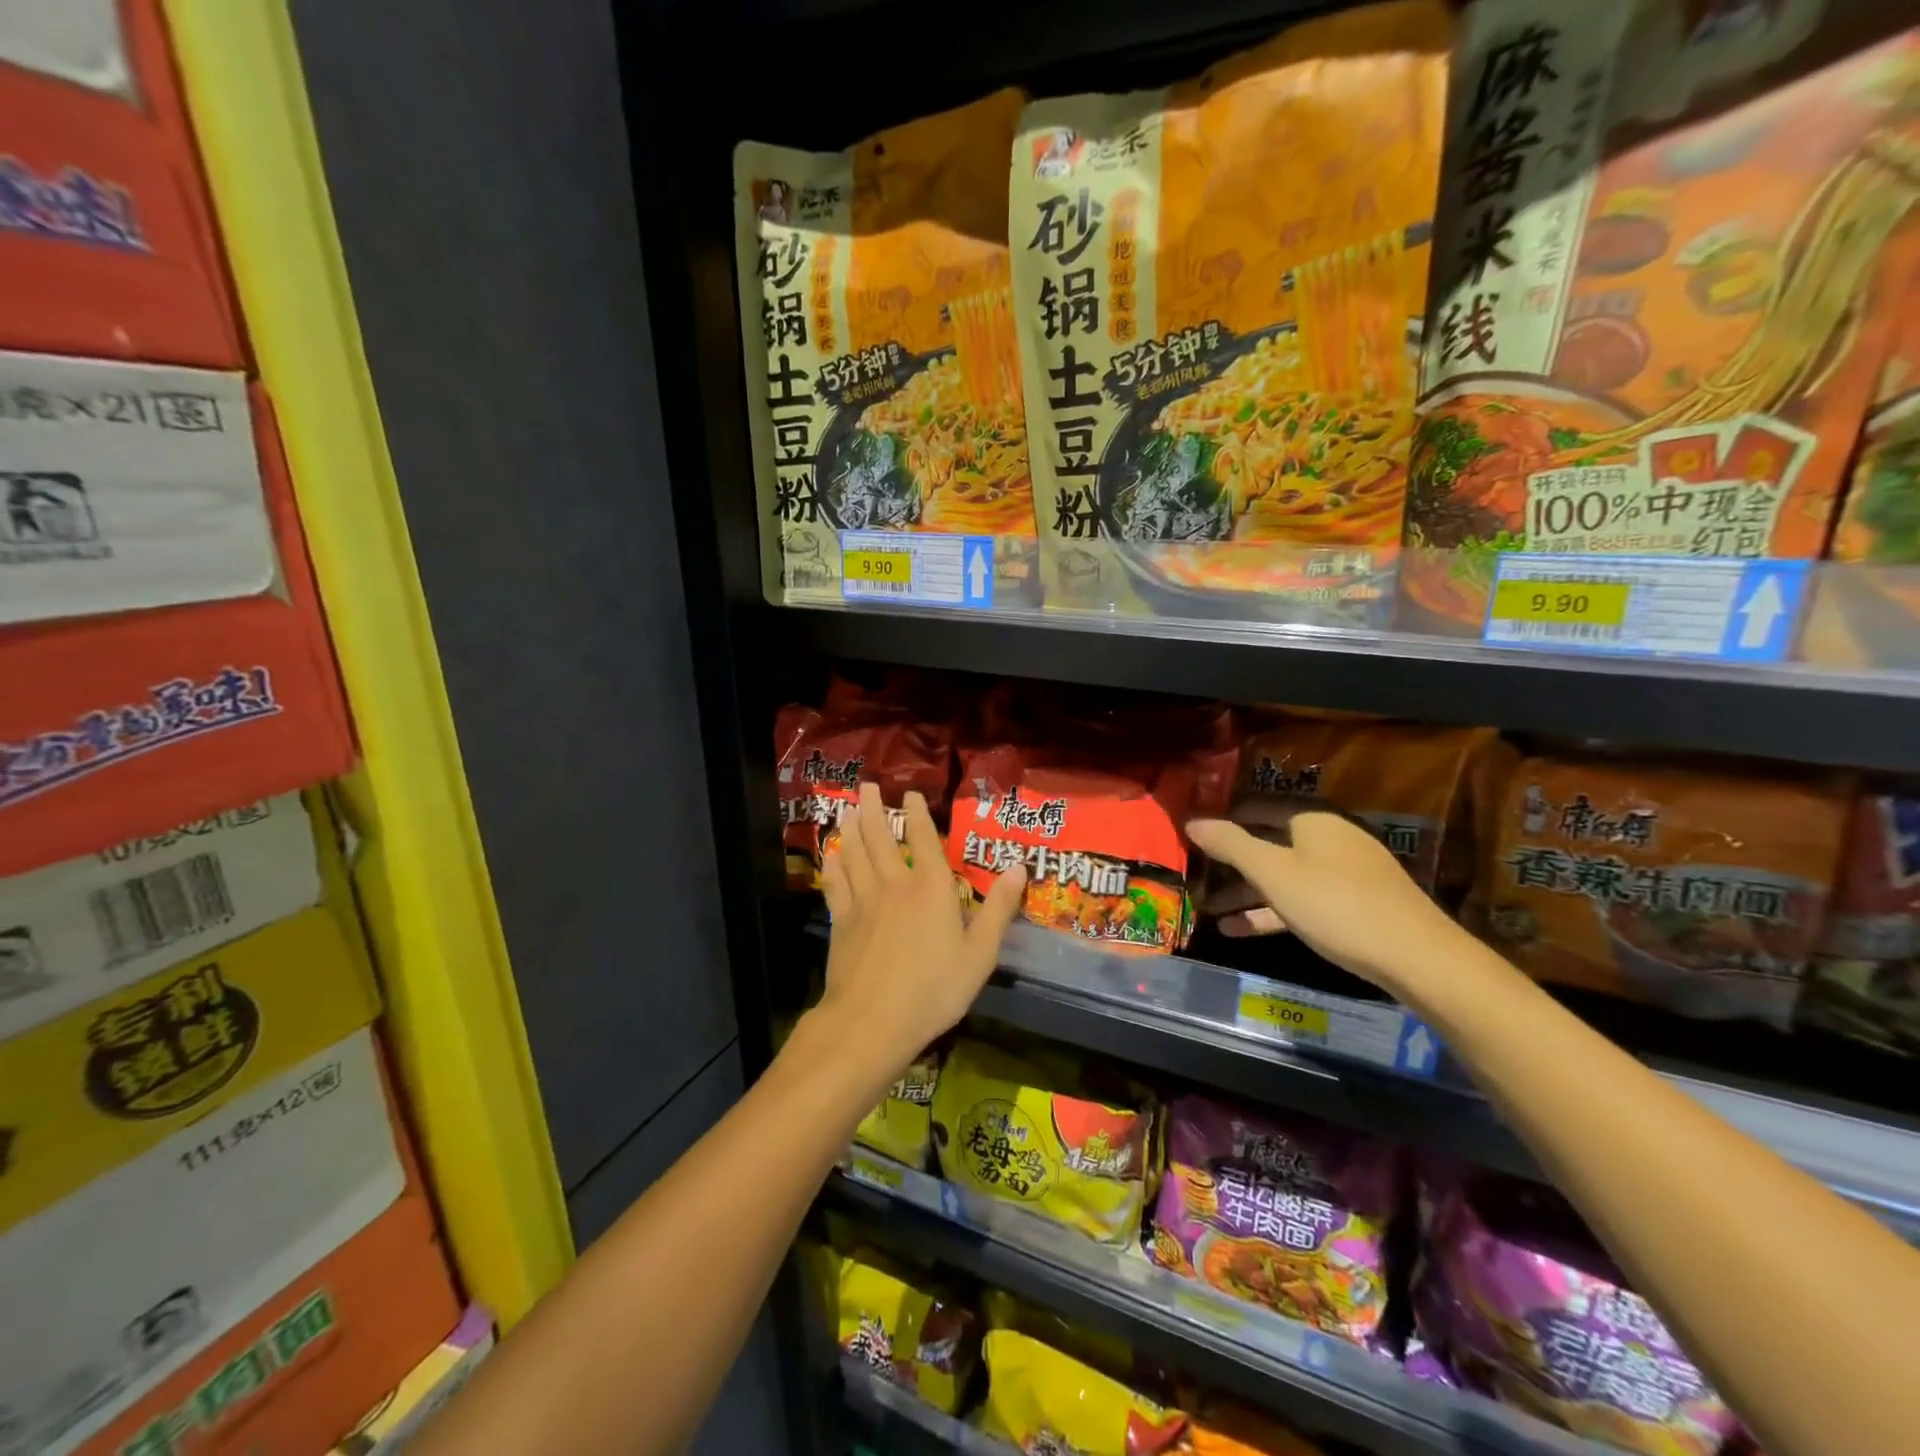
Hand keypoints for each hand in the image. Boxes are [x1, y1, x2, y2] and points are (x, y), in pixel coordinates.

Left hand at [817, 782, 1025, 1076]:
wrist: (872, 1021)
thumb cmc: (934, 989)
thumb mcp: (980, 954)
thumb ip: (998, 909)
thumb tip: (1019, 867)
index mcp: (932, 888)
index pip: (923, 839)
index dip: (917, 813)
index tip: (911, 794)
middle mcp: (895, 884)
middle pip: (880, 837)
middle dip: (874, 809)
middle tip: (867, 786)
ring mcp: (863, 901)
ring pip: (854, 853)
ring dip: (851, 828)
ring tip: (848, 809)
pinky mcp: (841, 921)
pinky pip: (835, 883)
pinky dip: (833, 865)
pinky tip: (831, 855)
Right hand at [1187, 808, 1461, 994]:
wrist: (1416, 957)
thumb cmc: (1335, 904)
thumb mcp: (1273, 873)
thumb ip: (1230, 844)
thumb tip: (1191, 819)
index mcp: (1312, 820)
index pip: (1256, 808)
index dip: (1222, 820)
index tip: (1190, 835)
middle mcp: (1329, 838)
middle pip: (1268, 844)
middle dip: (1230, 862)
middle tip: (1193, 874)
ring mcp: (1344, 873)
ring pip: (1283, 876)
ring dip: (1245, 892)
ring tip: (1206, 908)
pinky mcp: (1354, 905)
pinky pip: (1301, 900)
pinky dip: (1270, 912)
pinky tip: (1238, 930)